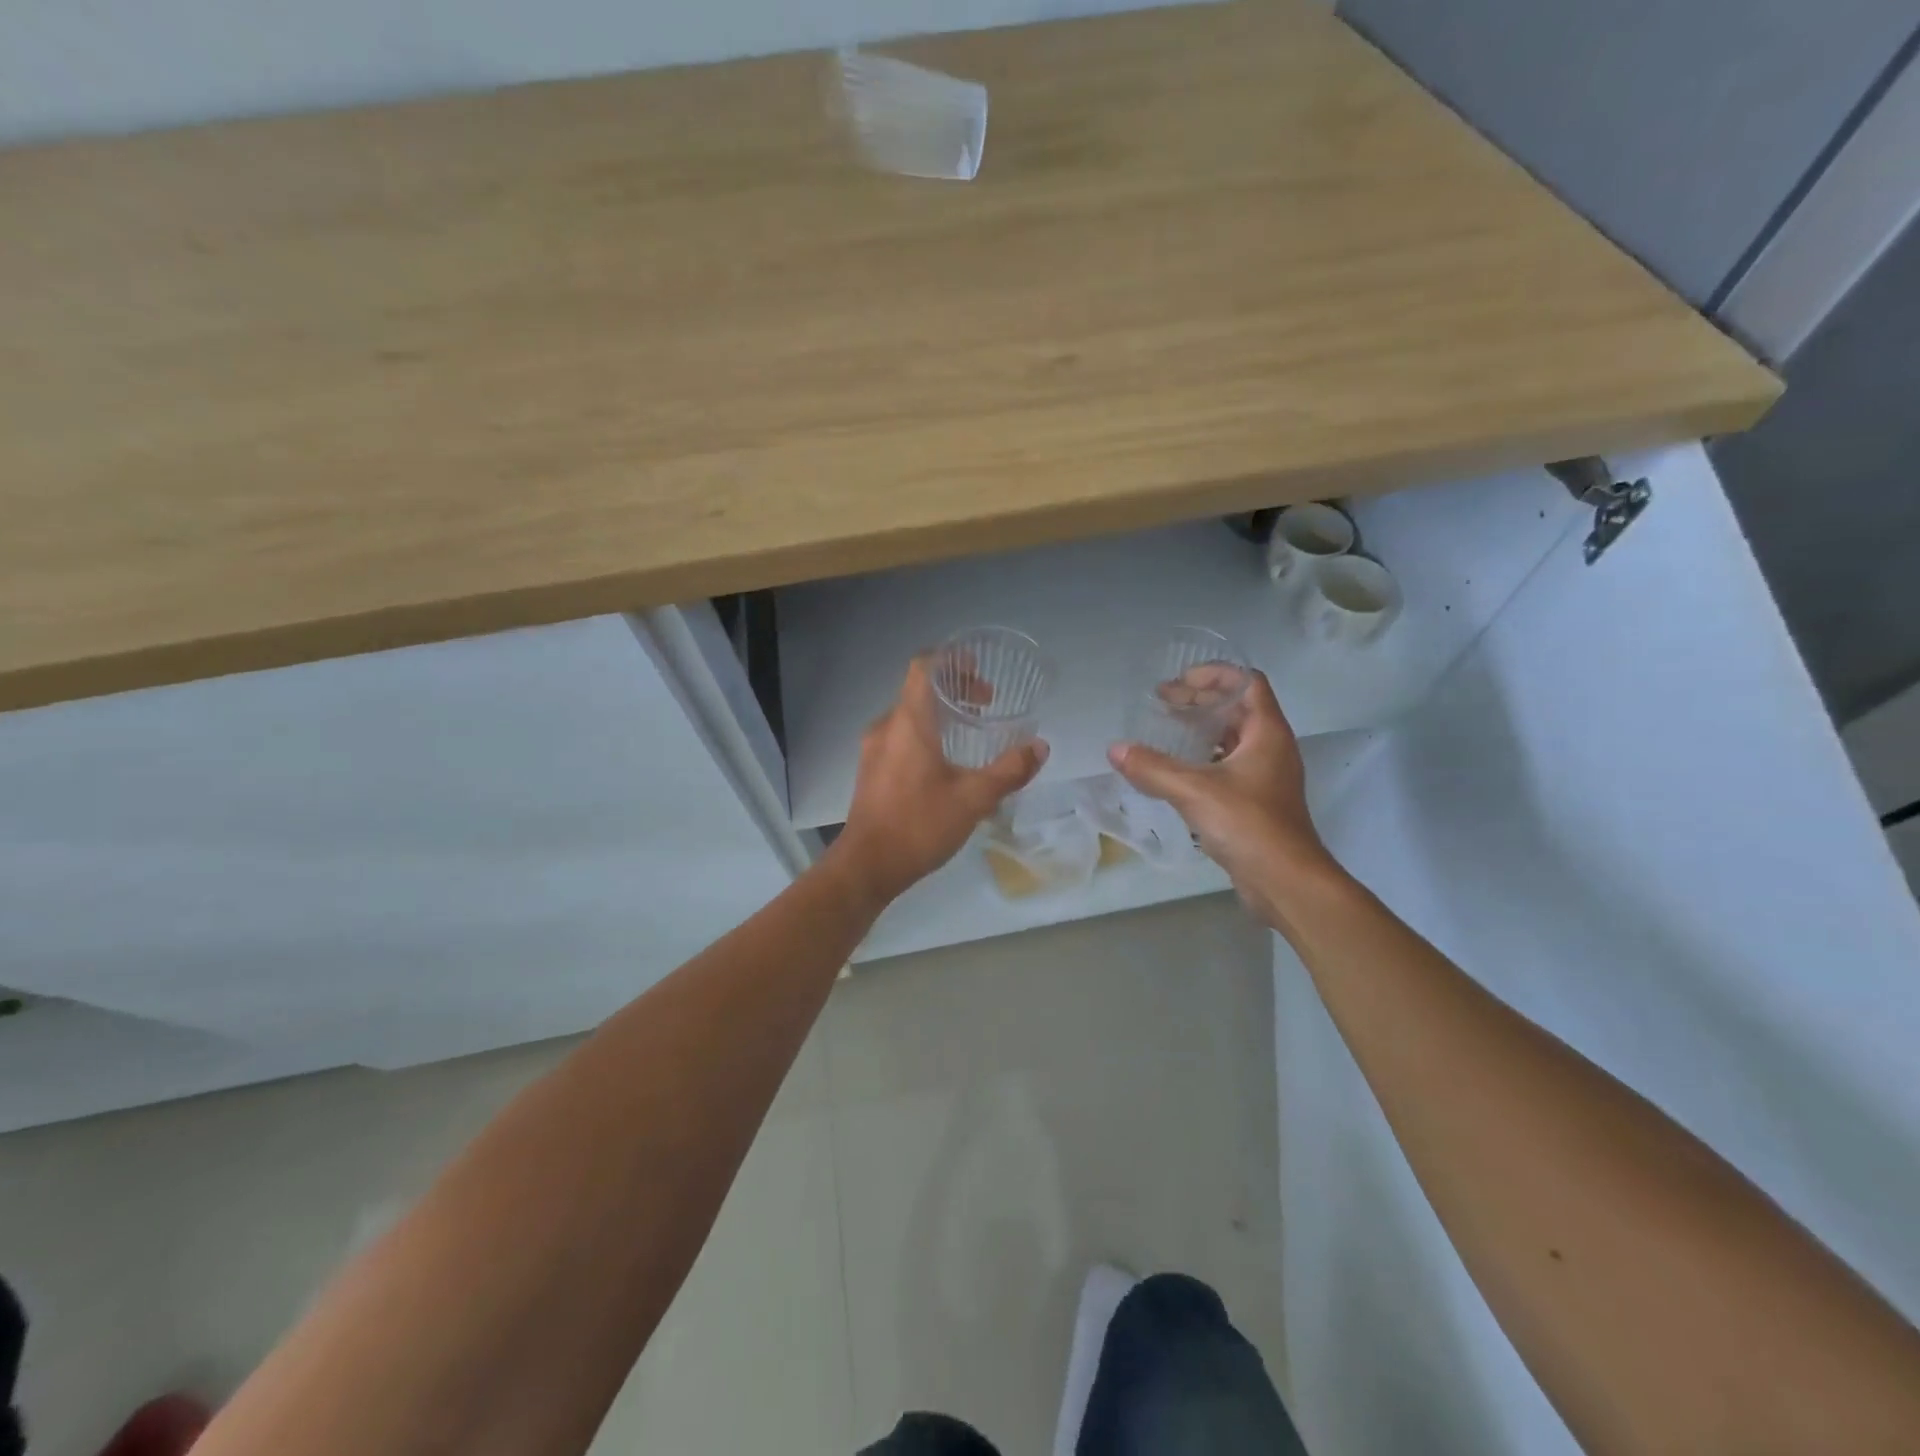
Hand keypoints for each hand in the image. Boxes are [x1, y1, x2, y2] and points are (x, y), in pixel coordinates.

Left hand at [829, 658, 1048, 907]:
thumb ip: (1009, 771)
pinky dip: (925, 734)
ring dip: (940, 714)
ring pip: (909, 715)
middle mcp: (886, 726)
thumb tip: (1040, 747)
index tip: (979, 669)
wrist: (867, 866)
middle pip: (919, 690)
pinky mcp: (870, 769)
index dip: (952, 658)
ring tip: (970, 733)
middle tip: (986, 704)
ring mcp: (873, 748)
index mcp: (908, 722)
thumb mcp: (973, 799)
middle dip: (955, 689)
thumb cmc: (919, 825)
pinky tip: (945, 764)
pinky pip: (900, 736)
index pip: (924, 667)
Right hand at [1108, 670, 1341, 925]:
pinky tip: (1176, 772)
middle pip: (1237, 709)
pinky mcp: (1257, 803)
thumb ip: (1153, 768)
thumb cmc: (1249, 825)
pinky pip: (1228, 767)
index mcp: (1267, 733)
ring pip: (1232, 739)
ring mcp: (1266, 777)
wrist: (1286, 882)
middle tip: (1161, 703)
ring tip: (1165, 732)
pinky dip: (1203, 760)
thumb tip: (1115, 749)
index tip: (1179, 680)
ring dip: (1201, 730)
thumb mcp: (1194, 792)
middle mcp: (1271, 748)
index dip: (1215, 673)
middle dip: (1200, 701)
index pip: (1247, 682)